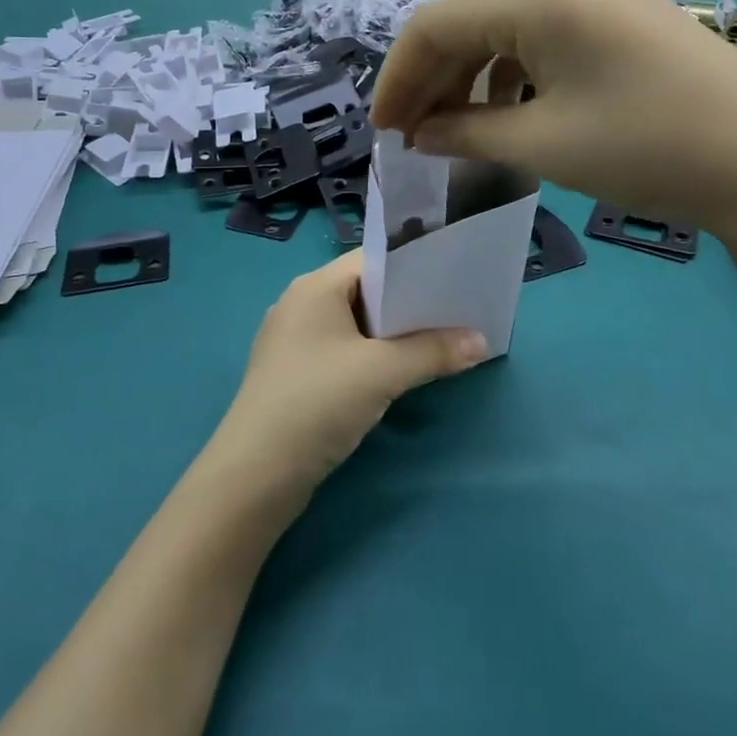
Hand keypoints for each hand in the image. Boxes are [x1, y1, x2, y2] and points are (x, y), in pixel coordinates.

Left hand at [209, 253, 488, 495]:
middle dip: (410, 302)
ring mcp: (295, 340)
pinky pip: (343, 350)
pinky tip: (399, 371)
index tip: (455, 278)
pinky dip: (372, 355)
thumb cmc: (317, 402)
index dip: (415, 266)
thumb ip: (433, 352)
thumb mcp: (382, 373)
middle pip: (365, 291)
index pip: (373, 260)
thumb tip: (481, 341)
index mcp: (316, 286)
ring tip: (439, 339)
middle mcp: (301, 303)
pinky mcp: (295, 373)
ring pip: (355, 324)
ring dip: (393, 333)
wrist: (255, 474)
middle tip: (456, 310)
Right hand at [370, 0, 736, 256]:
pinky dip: (513, 71)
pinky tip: (512, 111)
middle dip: (433, 79)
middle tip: (413, 137)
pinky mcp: (621, 9)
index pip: (434, 25)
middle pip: (468, 20)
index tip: (382, 132)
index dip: (398, 79)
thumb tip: (419, 135)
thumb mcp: (541, 145)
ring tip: (457, 131)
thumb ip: (464, 133)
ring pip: (504, 26)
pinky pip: (544, 32)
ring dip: (471, 76)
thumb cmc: (646, 149)